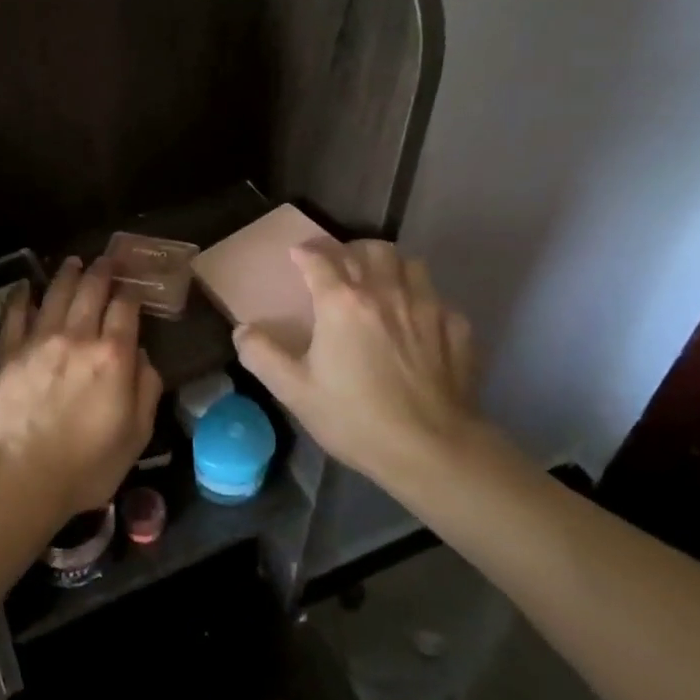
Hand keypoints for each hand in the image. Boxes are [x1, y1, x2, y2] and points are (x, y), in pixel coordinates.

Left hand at [0, 257, 161, 518]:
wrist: (22, 476)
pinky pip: (14, 315)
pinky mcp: (7, 353)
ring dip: (67, 275)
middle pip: (91, 292)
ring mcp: (39, 342)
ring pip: (55, 295)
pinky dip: (20, 297)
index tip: (134, 286)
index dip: (131, 292)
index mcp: (113, 355)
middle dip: (102, 271)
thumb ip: (146, 389)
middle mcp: (77, 337)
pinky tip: (24, 286)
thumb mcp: (137, 434)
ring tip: (73, 262)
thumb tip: (143, 358)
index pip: (126, 309)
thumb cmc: (88, 464)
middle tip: (107, 259)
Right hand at [233, 239, 482, 489]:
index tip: (297, 255)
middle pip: (370, 250)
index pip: (320, 259)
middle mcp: (385, 292)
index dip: (305, 252)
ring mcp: (426, 307)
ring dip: (390, 267)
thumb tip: (242, 331)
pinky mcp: (457, 328)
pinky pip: (438, 299)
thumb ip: (263, 356)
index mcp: (342, 303)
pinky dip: (423, 301)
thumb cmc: (355, 418)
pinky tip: (417, 324)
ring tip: (380, 285)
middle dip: (350, 251)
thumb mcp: (295, 392)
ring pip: (409, 264)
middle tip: (340, 267)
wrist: (431, 450)